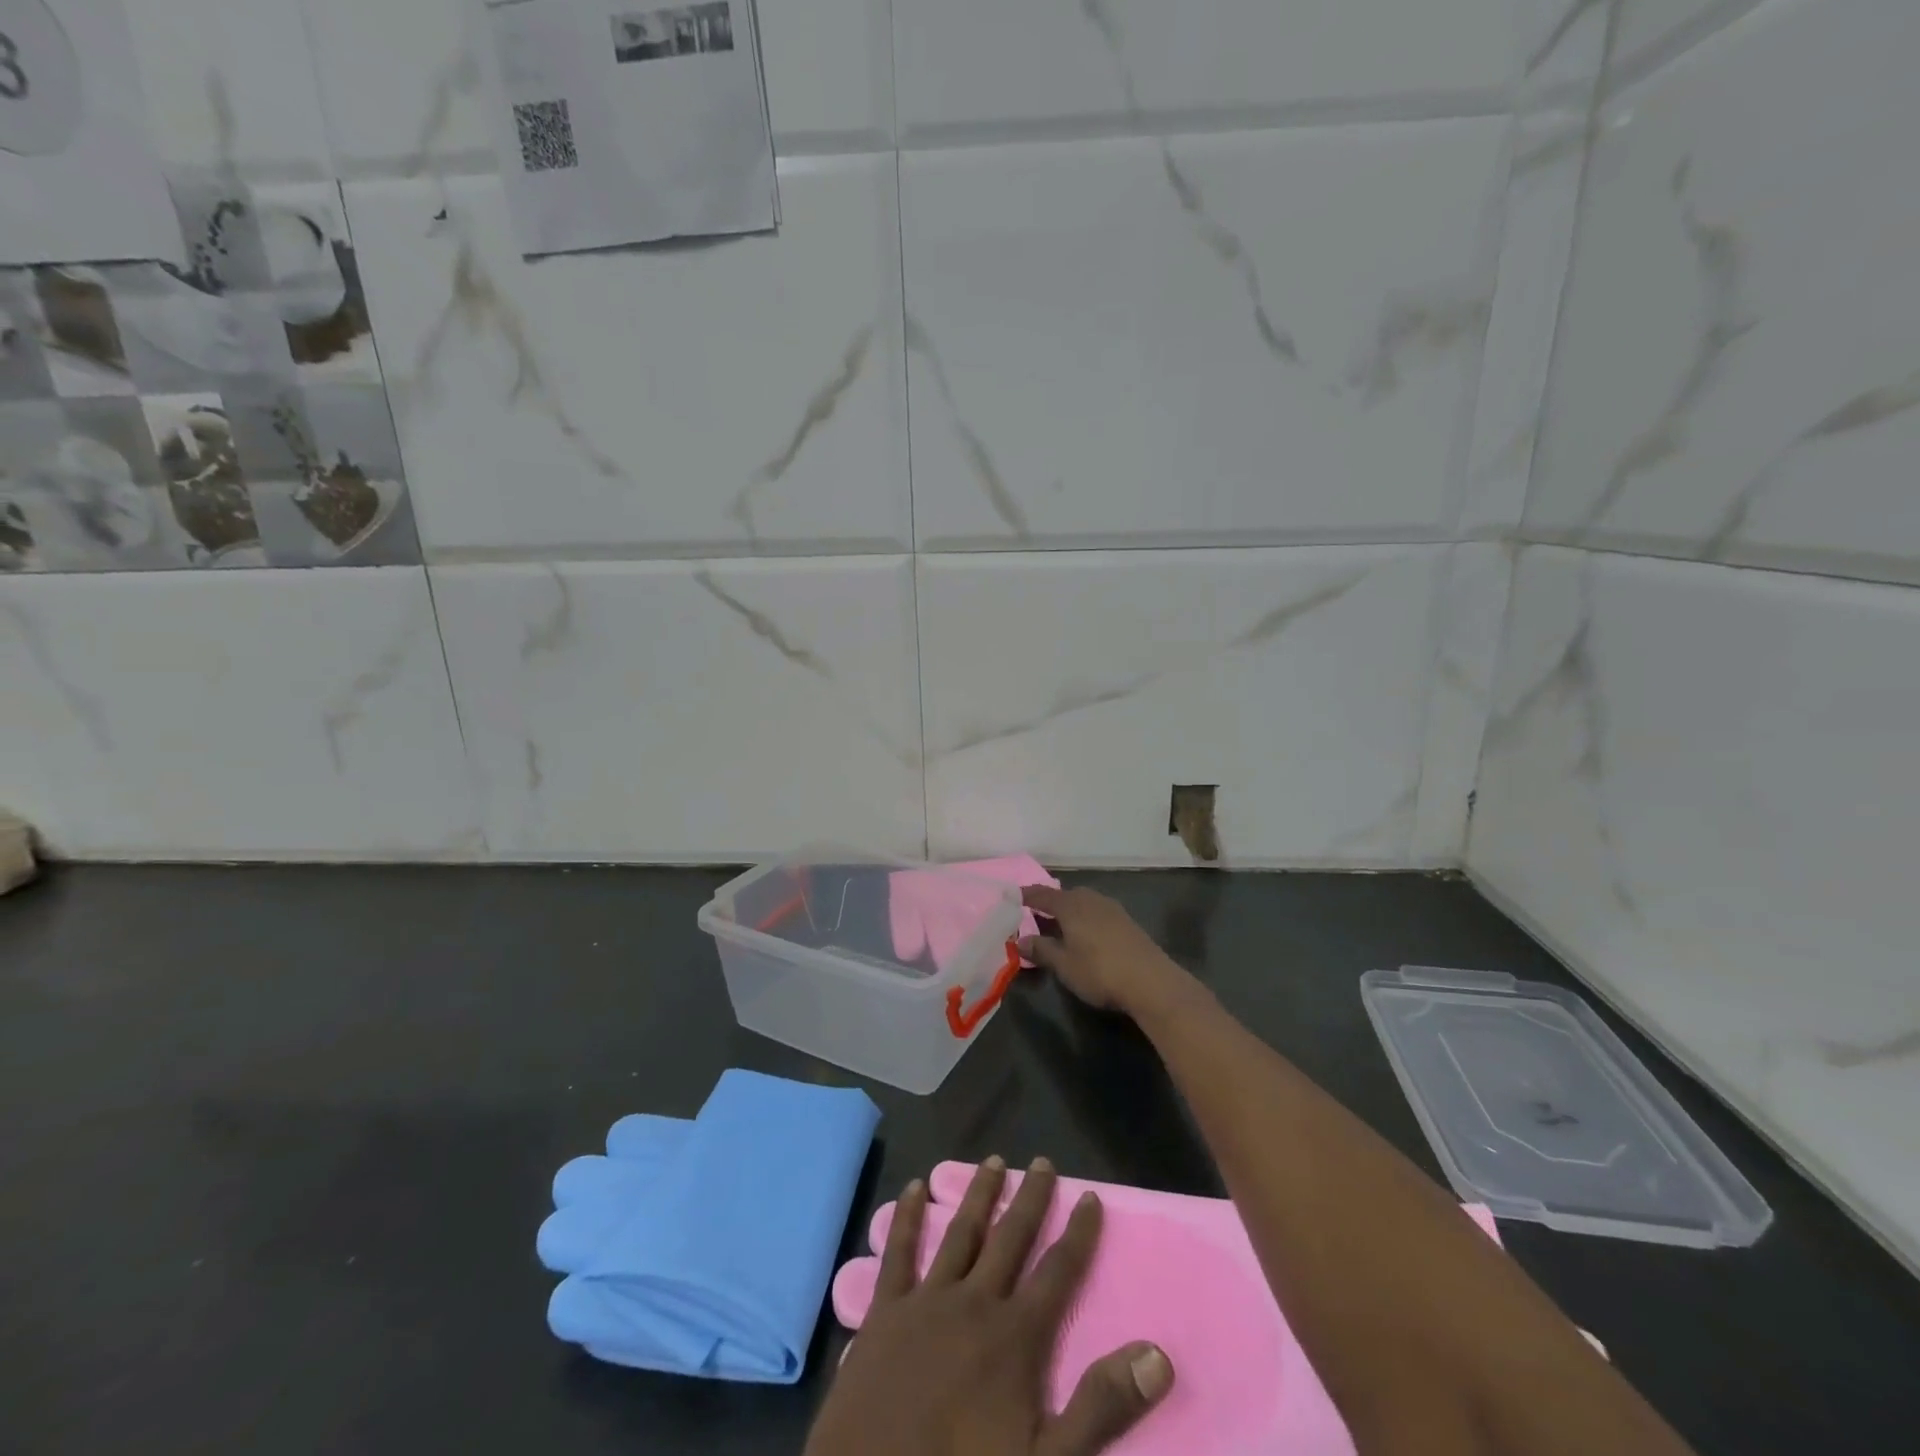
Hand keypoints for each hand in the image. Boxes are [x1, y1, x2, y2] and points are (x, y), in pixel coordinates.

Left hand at [805, 1158, 1173, 1455]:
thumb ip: (1100, 1407)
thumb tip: (1157, 1354)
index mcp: (1014, 1336)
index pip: (1058, 1272)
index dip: (1078, 1234)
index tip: (1090, 1196)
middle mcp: (974, 1302)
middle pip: (1010, 1239)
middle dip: (1030, 1199)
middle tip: (1042, 1161)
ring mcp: (927, 1300)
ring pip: (960, 1233)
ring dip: (978, 1194)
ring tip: (993, 1160)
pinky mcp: (884, 1310)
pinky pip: (899, 1252)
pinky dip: (907, 1217)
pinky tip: (913, 1186)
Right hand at [1019, 886, 1189, 1017]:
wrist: (1152, 982)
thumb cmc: (1100, 971)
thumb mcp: (1064, 965)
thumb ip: (1041, 950)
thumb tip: (1021, 940)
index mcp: (1070, 905)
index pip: (1041, 895)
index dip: (1026, 896)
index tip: (1012, 897)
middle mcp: (1090, 899)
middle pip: (1064, 895)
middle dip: (1049, 903)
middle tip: (1035, 916)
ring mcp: (1111, 908)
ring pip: (1083, 902)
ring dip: (1069, 911)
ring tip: (1059, 927)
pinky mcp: (1127, 921)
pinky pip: (1097, 912)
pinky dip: (1085, 918)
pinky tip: (1085, 935)